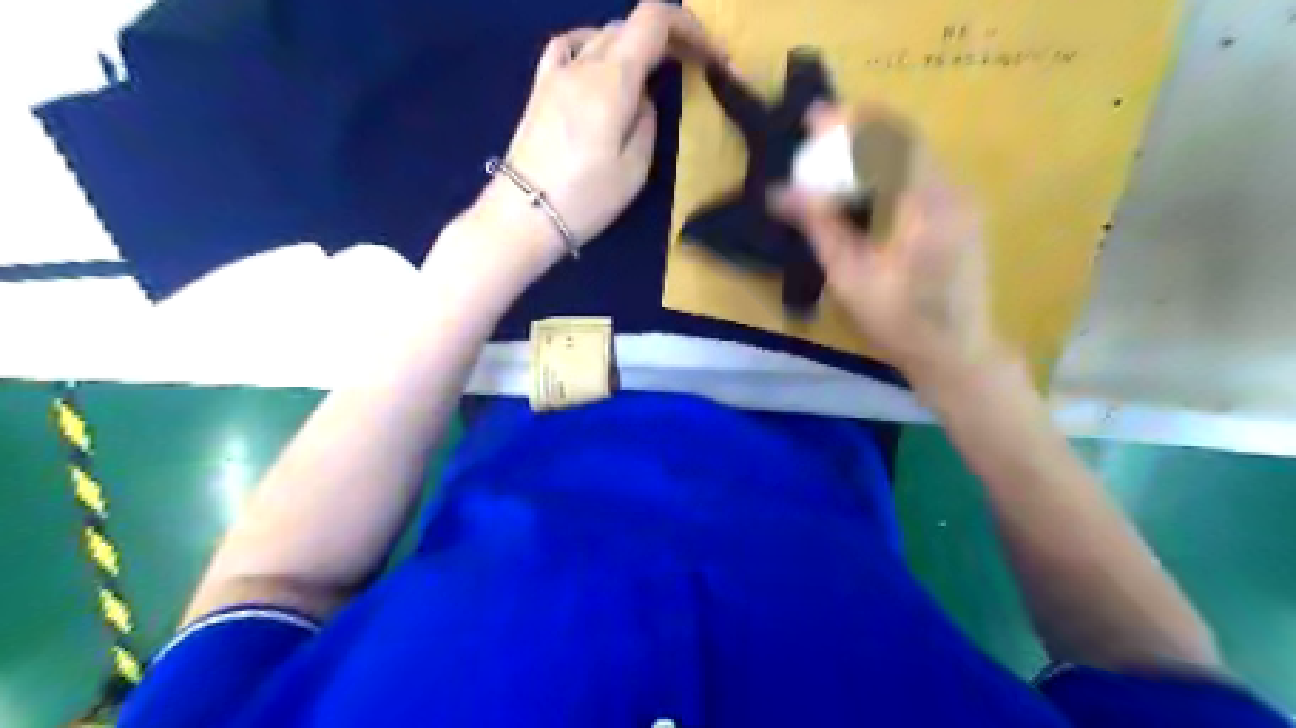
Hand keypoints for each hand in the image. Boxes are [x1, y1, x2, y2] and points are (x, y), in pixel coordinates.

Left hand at [475, 0, 724, 261]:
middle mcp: (584, 64)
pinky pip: (567, 47)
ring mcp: (556, 73)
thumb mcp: (635, 168)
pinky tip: (596, 64)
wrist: (525, 215)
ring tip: (647, 74)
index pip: (653, 20)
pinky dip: (591, 45)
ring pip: (600, 35)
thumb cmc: (586, 198)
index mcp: (613, 80)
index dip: (687, 27)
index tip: (709, 54)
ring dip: (631, 45)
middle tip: (687, 69)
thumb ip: (646, 122)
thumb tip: (641, 98)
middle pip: (629, 25)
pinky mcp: (539, 89)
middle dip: (665, 39)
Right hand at [767, 104, 1000, 386]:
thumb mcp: (851, 278)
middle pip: (903, 140)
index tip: (815, 116)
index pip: (888, 141)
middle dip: (858, 131)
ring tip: (833, 155)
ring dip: (873, 149)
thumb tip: (778, 193)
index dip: (849, 123)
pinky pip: (921, 176)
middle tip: (818, 134)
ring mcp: (961, 202)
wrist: (958, 354)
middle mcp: (951, 191)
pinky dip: (888, 170)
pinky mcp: (960, 215)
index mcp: (927, 204)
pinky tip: (863, 185)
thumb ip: (820, 227)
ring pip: (913, 156)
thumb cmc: (900, 323)